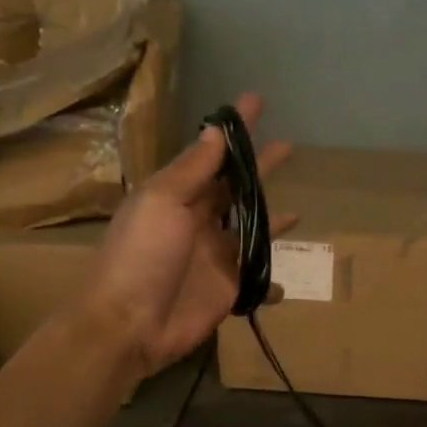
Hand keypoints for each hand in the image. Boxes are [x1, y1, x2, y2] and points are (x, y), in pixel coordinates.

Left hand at [81, 93, 293, 375]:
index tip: (256, 102)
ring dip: (271, 218)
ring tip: (297, 209)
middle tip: (287, 146)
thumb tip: (216, 131)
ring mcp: (216, 256)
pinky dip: (271, 280)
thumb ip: (193, 170)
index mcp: (177, 195)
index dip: (234, 130)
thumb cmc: (141, 256)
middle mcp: (198, 220)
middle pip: (236, 188)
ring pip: (251, 230)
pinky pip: (257, 279)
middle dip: (258, 167)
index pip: (212, 154)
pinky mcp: (229, 289)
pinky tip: (285, 280)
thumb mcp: (162, 202)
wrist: (129, 325)